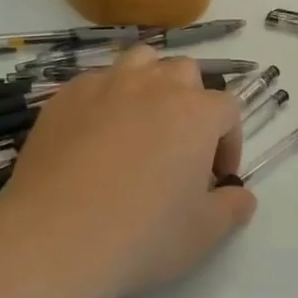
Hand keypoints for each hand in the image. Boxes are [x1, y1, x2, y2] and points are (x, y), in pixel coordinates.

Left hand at [0, 48, 255, 297]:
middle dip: (191, 102)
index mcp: (196, 113)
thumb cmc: (142, 235)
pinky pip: (95, 81)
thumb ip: (231, 209)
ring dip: (150, 83)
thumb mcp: (203, 234)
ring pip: (141, 61)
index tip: (217, 176)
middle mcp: (155, 86)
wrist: (55, 236)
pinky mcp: (66, 96)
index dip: (229, 141)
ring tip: (141, 121)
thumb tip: (242, 196)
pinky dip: (105, 98)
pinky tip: (93, 134)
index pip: (228, 109)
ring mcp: (107, 85)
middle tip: (180, 145)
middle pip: (185, 73)